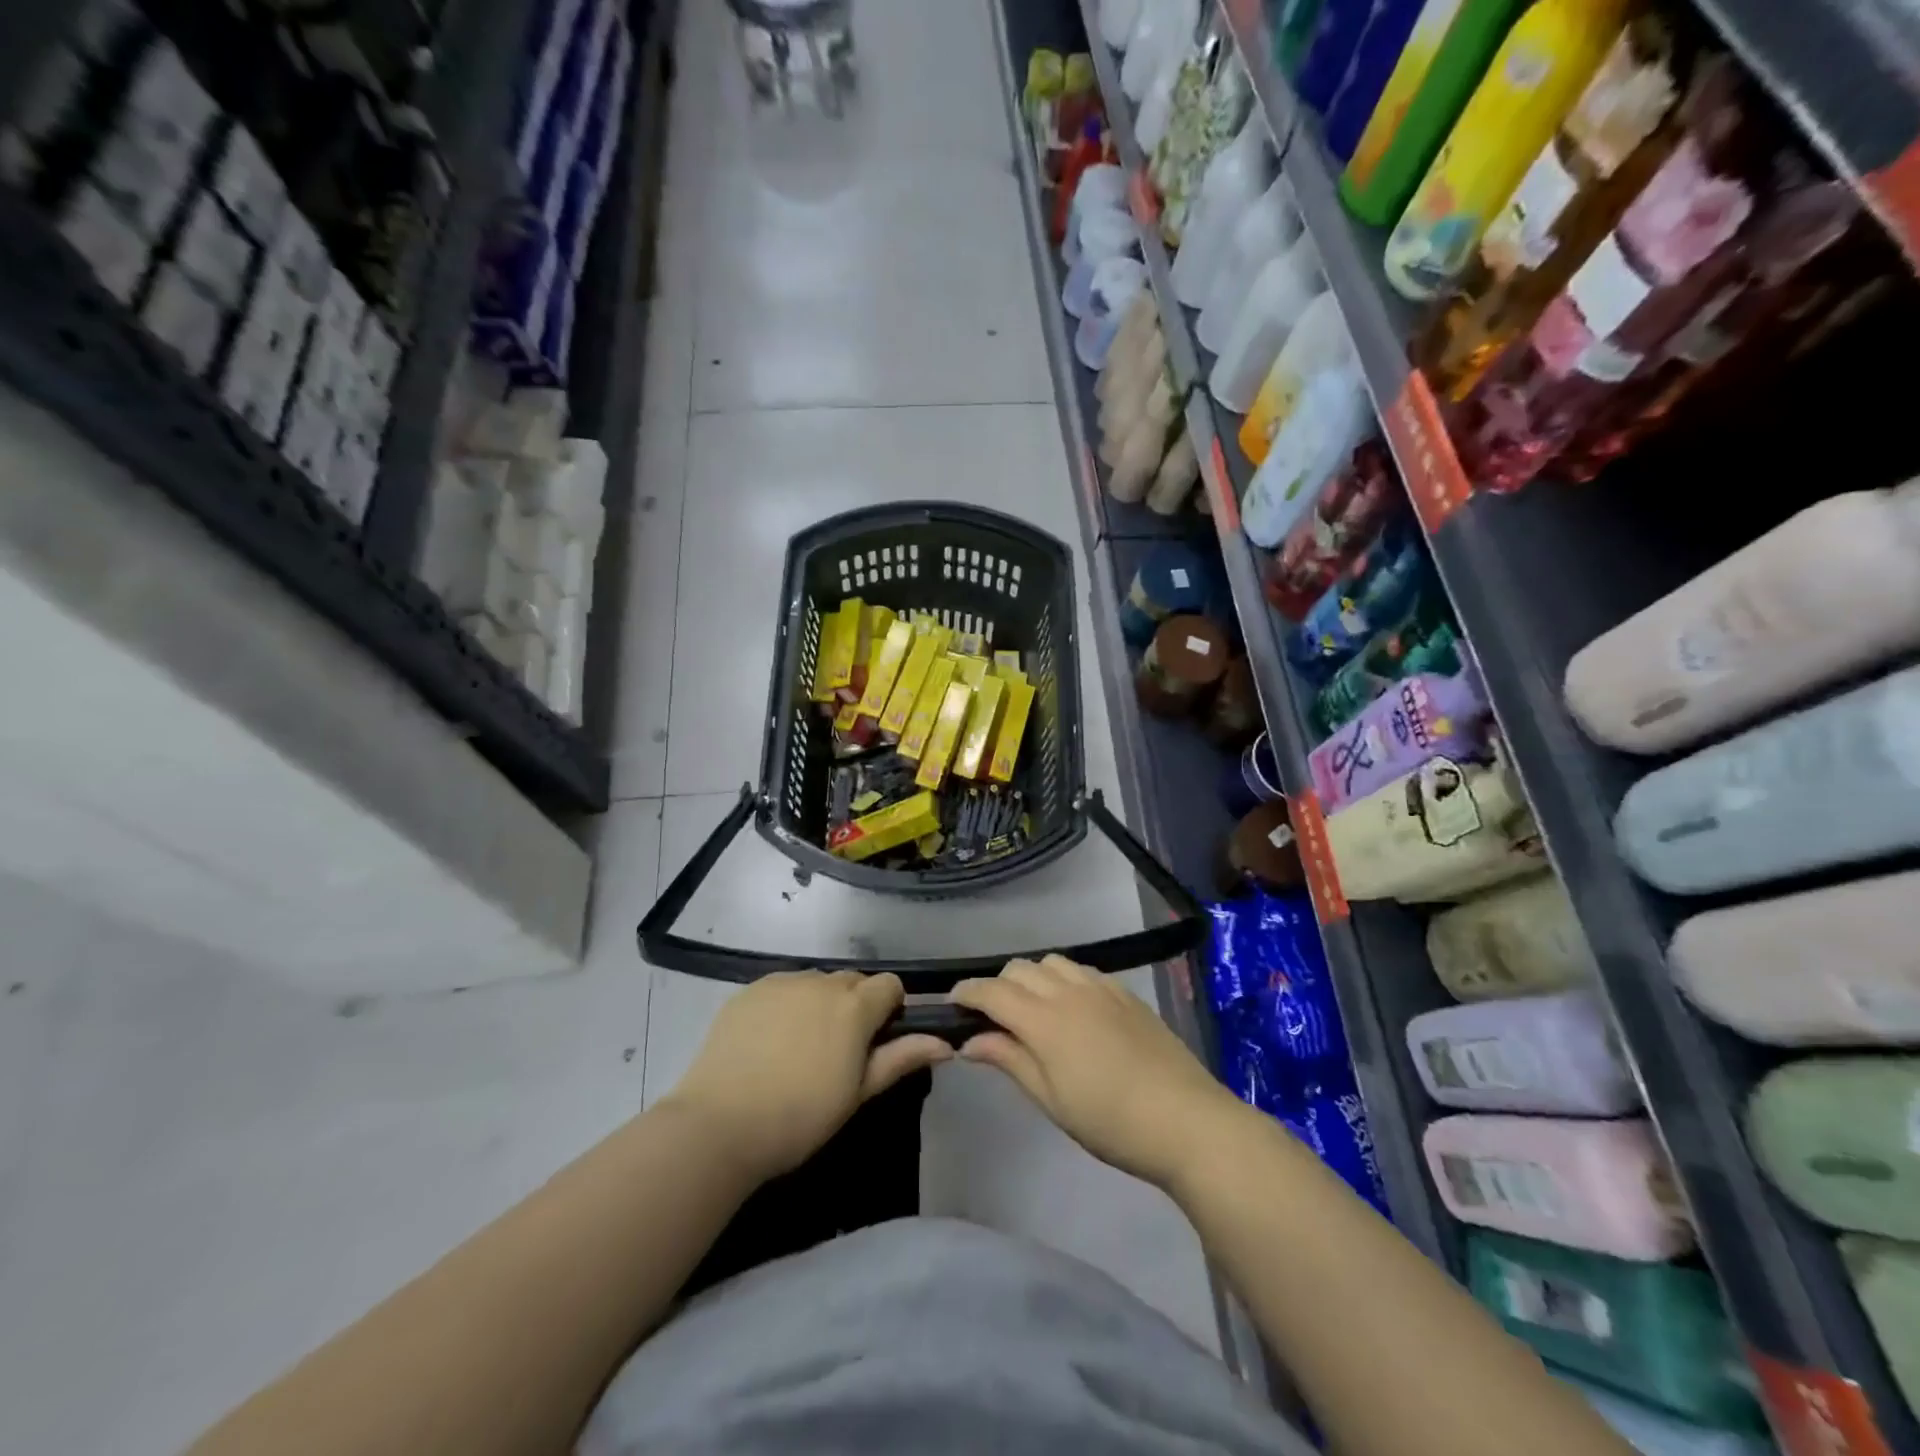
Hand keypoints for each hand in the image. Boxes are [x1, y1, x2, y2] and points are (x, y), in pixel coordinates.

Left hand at [665, 971, 951, 1181]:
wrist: (719, 1124)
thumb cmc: (800, 1117)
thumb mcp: (857, 1093)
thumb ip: (900, 1059)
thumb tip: (945, 1043)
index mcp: (854, 1006)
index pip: (889, 985)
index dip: (889, 1010)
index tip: (876, 1042)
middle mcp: (821, 982)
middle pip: (852, 981)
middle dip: (855, 1005)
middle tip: (838, 1050)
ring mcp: (782, 982)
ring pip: (816, 982)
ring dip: (820, 1002)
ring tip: (800, 1046)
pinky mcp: (750, 989)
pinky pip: (782, 987)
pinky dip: (786, 1004)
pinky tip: (769, 1040)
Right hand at [951, 956, 1241, 1189]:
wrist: (1185, 1119)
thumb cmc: (1110, 1121)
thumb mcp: (1051, 1100)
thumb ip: (1009, 1060)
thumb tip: (970, 1041)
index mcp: (1044, 1019)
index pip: (992, 991)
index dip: (967, 992)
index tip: (952, 1003)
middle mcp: (1068, 990)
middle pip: (1019, 969)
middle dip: (997, 986)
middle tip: (994, 1019)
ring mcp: (1100, 987)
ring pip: (1051, 962)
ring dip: (1032, 978)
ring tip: (1033, 1010)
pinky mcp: (1125, 993)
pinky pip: (1082, 969)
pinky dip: (1063, 979)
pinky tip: (1072, 1009)